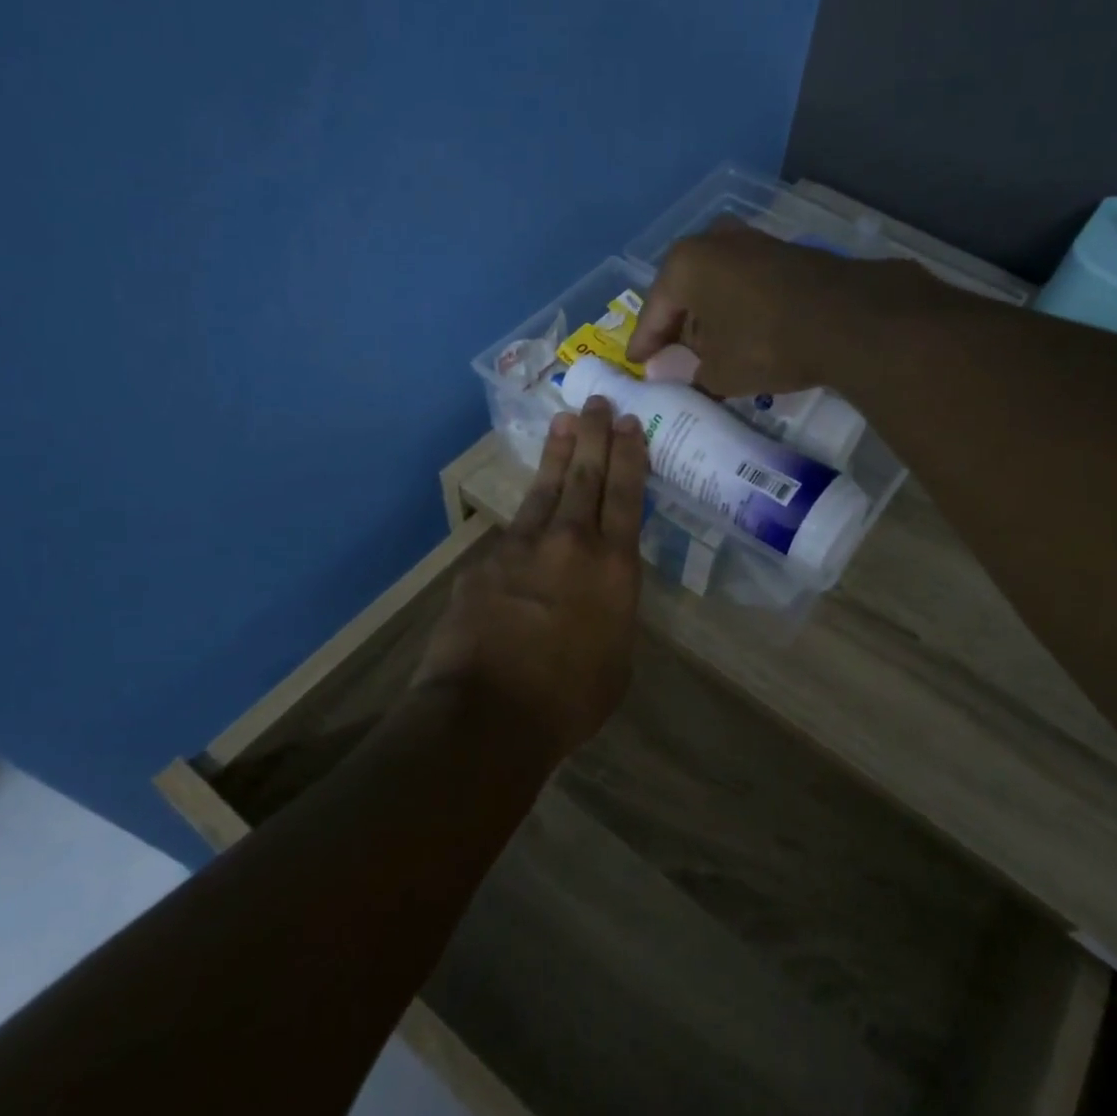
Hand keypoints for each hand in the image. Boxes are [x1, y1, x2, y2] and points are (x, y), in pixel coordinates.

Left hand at [413, 398, 647, 760]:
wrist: (488, 713)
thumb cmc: (570, 699)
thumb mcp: (617, 657)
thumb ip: (613, 611)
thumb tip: (602, 593)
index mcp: (615, 566)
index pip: (627, 494)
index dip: (630, 455)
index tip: (630, 423)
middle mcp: (572, 542)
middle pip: (586, 475)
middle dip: (595, 434)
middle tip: (599, 402)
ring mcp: (523, 546)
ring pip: (546, 488)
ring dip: (558, 453)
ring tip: (564, 422)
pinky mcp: (486, 561)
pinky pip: (513, 531)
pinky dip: (526, 517)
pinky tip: (528, 515)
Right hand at [625, 218, 887, 396]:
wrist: (848, 319)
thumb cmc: (765, 343)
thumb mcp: (718, 371)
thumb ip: (690, 373)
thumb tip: (677, 375)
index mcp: (685, 264)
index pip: (654, 311)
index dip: (645, 343)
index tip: (637, 363)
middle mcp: (714, 242)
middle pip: (684, 292)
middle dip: (678, 327)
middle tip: (672, 358)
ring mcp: (753, 242)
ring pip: (716, 286)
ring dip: (709, 317)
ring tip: (708, 351)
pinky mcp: (784, 253)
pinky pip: (744, 285)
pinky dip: (737, 309)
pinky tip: (741, 334)